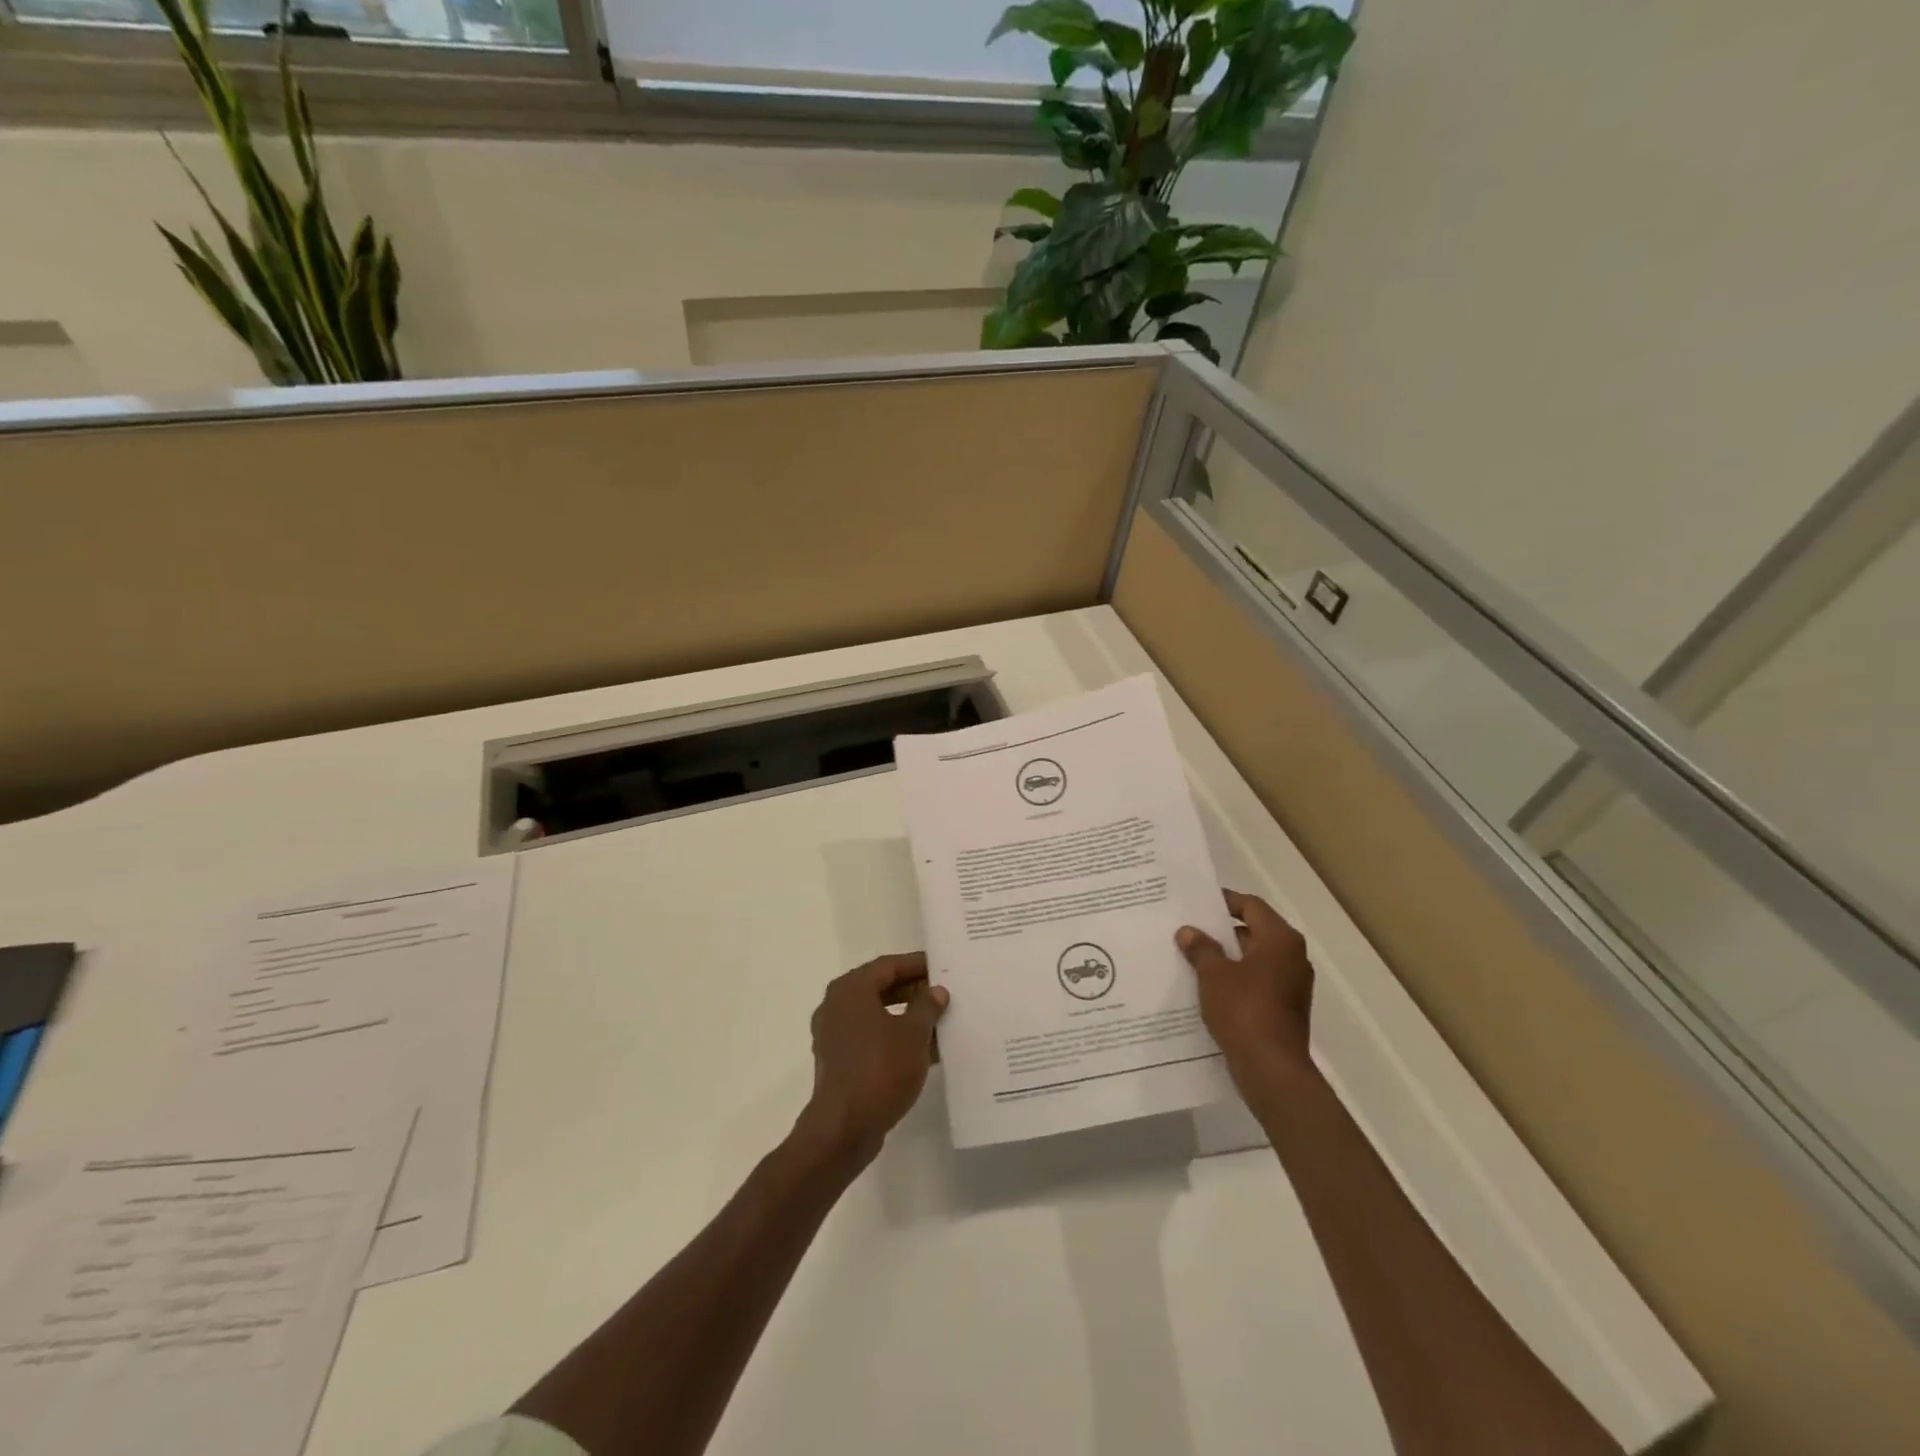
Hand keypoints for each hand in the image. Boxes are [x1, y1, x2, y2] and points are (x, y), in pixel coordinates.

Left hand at [797, 953, 948, 1166]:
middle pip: (881, 988)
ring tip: (940, 1022)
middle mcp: (837, 1006)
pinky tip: (925, 1051)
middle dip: (913, 991)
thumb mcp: (913, 1034)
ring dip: (907, 1017)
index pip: (888, 965)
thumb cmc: (880, 1069)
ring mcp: (834, 1035)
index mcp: (850, 989)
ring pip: (877, 1015)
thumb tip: (935, 991)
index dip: (917, 964)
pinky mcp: (839, 1062)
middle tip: (944, 993)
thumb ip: (927, 1007)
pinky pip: (871, 1038)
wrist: (844, 1129)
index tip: (943, 966)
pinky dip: (895, 1039)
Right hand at [1177, 889, 1313, 1087]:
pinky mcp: (1286, 1008)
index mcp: (1280, 940)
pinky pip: (1258, 982)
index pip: (1252, 906)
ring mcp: (1292, 985)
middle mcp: (1293, 957)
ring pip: (1255, 959)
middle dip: (1223, 931)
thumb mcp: (1213, 974)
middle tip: (1190, 928)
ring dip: (1228, 957)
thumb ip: (1201, 948)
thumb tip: (1188, 931)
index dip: (1225, 901)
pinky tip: (1208, 986)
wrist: (1271, 1068)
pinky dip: (1236, 979)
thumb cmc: (1244, 1010)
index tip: (1199, 902)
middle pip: (1255, 931)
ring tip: (1193, 956)